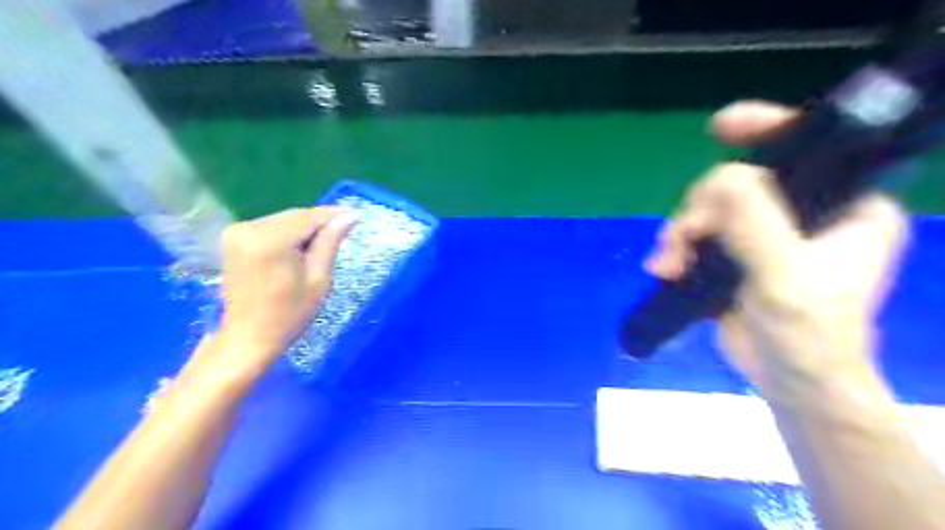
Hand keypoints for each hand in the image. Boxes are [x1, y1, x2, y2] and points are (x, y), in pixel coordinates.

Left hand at [184, 205, 357, 386]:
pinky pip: (271, 227)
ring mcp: (237, 232)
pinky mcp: (233, 238)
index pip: (309, 217)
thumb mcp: (318, 279)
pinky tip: (299, 249)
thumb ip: (330, 242)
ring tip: (322, 247)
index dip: (334, 216)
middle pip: (295, 216)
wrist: (246, 337)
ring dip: (304, 229)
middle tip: (343, 233)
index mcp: (270, 241)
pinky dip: (288, 234)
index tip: (356, 216)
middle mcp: (249, 228)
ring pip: (284, 220)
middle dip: (319, 223)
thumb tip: (350, 215)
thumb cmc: (288, 315)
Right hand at [650, 102, 907, 399]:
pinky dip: (677, 248)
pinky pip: (698, 236)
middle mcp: (804, 212)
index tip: (722, 127)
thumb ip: (754, 223)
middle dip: (702, 208)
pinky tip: (663, 267)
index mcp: (845, 206)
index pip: (811, 148)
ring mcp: (764, 234)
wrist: (790, 382)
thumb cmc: (808, 333)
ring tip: (666, 264)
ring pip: (710, 211)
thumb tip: (719, 176)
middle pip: (739, 183)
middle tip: (684, 237)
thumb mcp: (785, 276)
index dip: (767, 129)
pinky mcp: (735, 255)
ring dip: (680, 233)